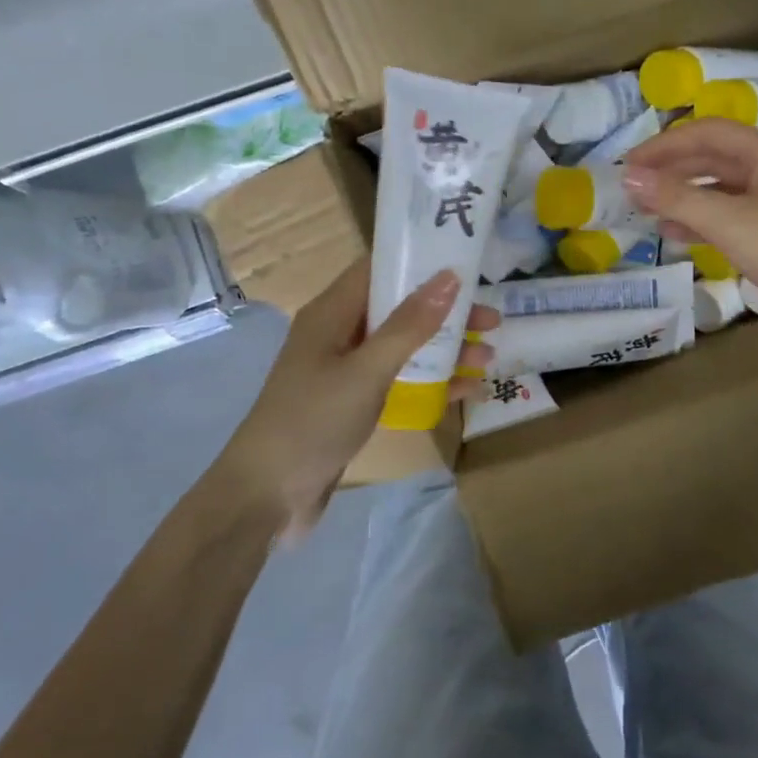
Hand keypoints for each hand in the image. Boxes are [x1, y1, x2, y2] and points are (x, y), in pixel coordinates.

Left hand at [226, 259, 496, 536]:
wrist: (267, 495)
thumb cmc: (313, 421)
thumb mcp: (366, 370)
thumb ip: (409, 325)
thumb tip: (449, 277)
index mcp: (332, 314)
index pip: (379, 269)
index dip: (421, 262)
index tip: (467, 264)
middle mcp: (340, 334)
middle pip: (400, 309)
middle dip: (445, 313)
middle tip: (491, 320)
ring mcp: (347, 370)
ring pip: (404, 347)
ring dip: (445, 349)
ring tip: (488, 357)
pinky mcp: (355, 402)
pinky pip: (400, 380)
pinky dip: (432, 382)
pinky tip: (467, 390)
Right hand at [623, 120, 757, 350]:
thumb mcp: (727, 221)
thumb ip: (676, 198)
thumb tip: (629, 177)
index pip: (708, 133)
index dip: (665, 144)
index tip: (629, 164)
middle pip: (711, 158)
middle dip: (671, 170)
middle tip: (633, 187)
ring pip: (716, 189)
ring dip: (681, 197)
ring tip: (646, 210)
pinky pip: (725, 216)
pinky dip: (698, 221)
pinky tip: (672, 234)